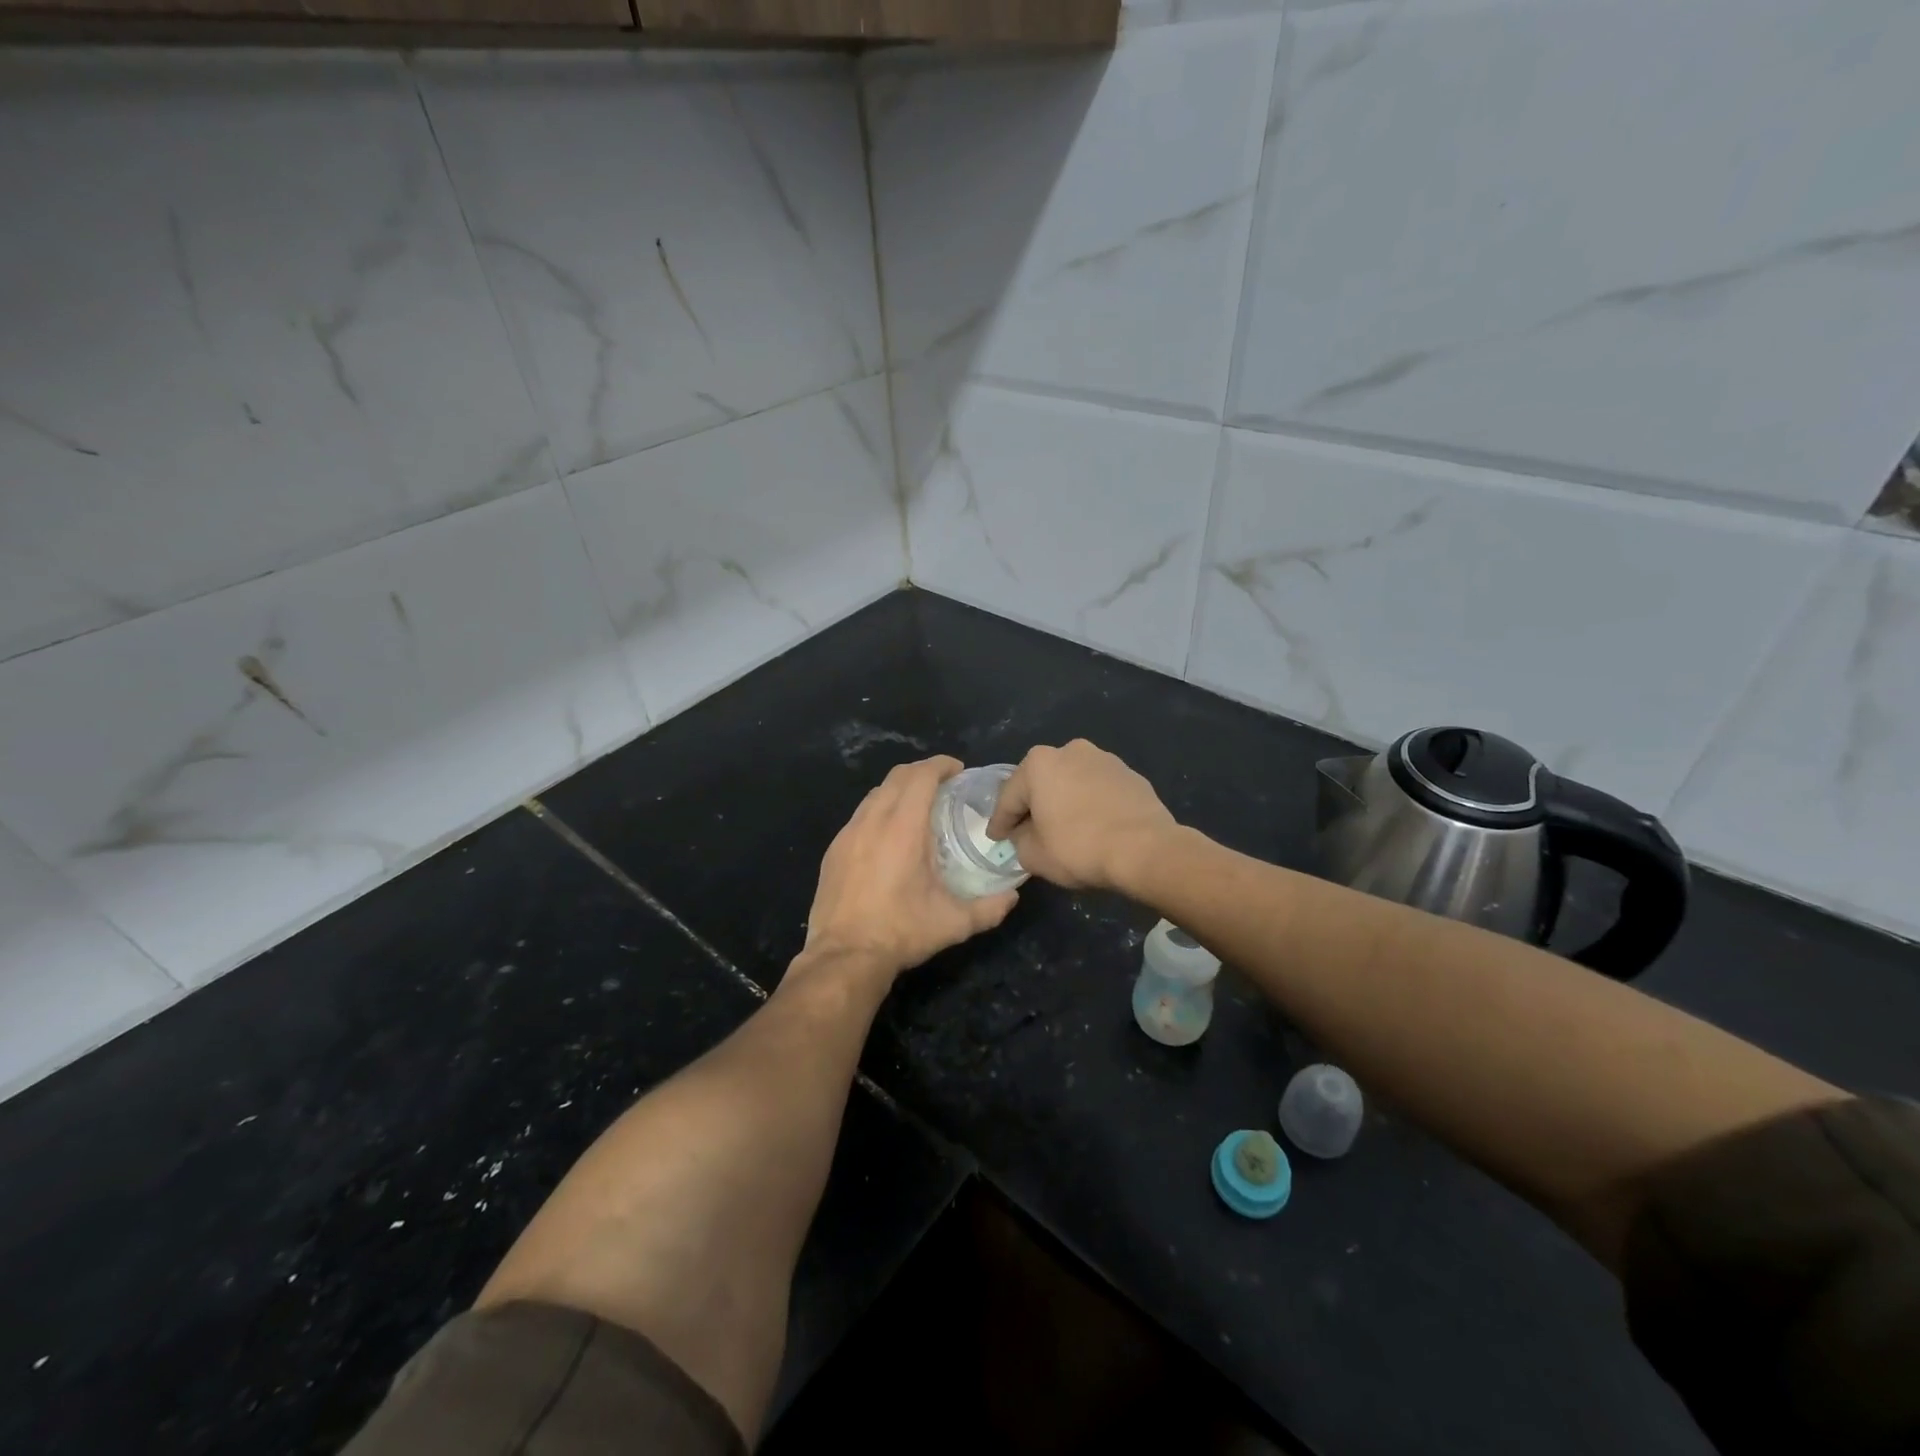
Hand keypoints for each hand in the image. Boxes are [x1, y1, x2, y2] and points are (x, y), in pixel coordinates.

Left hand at [802, 756, 1017, 977]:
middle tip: (944, 786)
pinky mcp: (834, 850)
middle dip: (922, 772)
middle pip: (897, 776)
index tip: (958, 771)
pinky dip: (879, 812)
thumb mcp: (954, 923)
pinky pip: (859, 816)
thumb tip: (1013, 896)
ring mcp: (848, 834)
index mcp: (903, 828)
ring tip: (917, 808)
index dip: (941, 765)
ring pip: (875, 794)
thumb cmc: (901, 932)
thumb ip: (990, 908)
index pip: (921, 775)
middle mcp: (873, 821)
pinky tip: (888, 838)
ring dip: (899, 791)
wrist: (844, 956)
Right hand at [985, 740, 1177, 891]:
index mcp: (1039, 763)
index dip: (1000, 821)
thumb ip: (1019, 841)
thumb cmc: (1079, 847)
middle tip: (1025, 831)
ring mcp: (1105, 760)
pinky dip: (1090, 805)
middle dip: (1032, 806)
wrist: (1146, 849)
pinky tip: (1092, 827)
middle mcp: (1070, 750)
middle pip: (1041, 783)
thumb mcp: (1034, 855)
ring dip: (1063, 803)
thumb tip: (1024, 835)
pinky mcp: (1130, 775)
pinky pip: (1098, 791)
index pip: (1009, 797)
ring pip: (1072, 784)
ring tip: (1061, 829)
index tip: (995, 838)